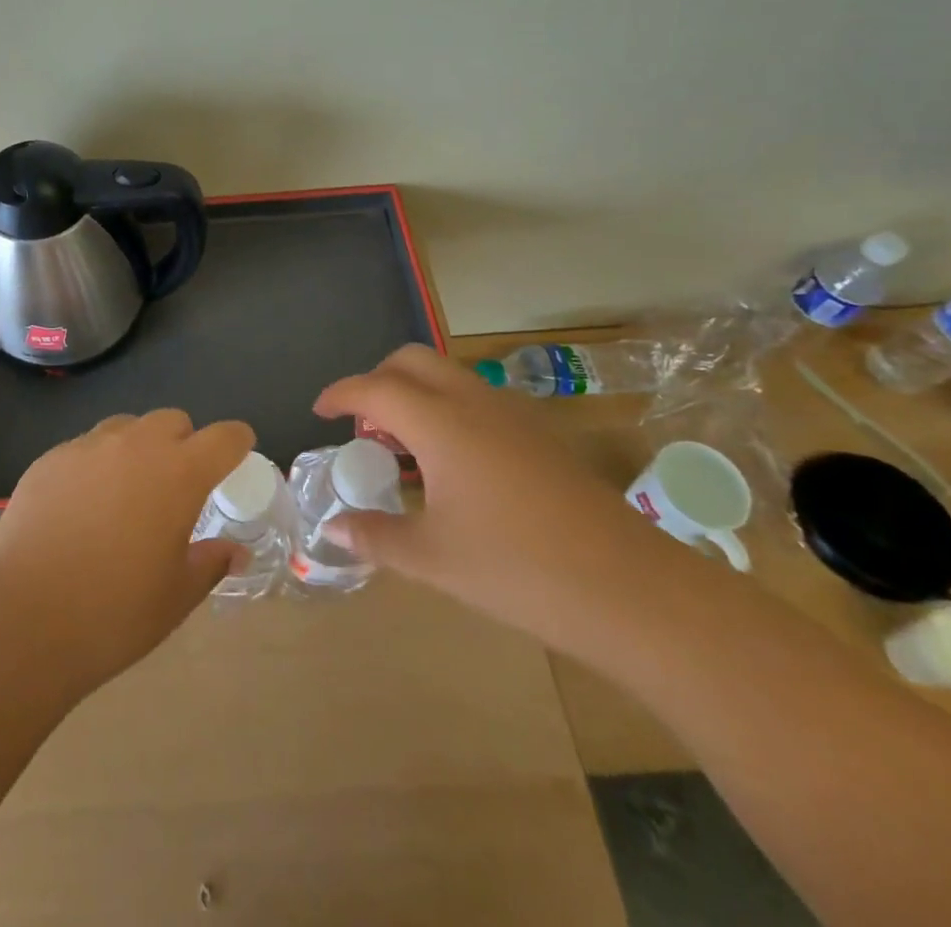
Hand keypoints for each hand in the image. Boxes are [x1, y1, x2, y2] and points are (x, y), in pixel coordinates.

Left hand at [0, 410, 253, 695]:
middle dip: (184, 442)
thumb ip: (210, 563)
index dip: (236, 441)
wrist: (23, 618)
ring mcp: (87, 447)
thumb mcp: (176, 596)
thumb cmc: (114, 612)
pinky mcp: (49, 459)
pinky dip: (97, 464)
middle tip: (177, 484)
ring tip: (127, 492)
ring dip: (138, 448)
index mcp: (178, 473)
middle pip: (172, 421)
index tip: (238, 452)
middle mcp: (135, 446)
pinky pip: (85, 447)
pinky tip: (82, 506)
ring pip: (126, 427)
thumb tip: (234, 551)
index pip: (223, 437)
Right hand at [315, 345, 681, 650]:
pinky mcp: (540, 433)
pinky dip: (446, 408)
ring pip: (448, 375)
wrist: (631, 590)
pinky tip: (452, 464)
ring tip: (402, 447)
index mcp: (440, 423)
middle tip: (362, 425)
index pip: (374, 388)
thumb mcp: (433, 559)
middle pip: (412, 361)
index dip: (340, 394)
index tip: (319, 411)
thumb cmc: (518, 570)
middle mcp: (473, 402)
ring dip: (414, 393)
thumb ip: (376, 537)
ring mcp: (513, 414)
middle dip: (377, 379)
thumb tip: (334, 529)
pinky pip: (476, 398)